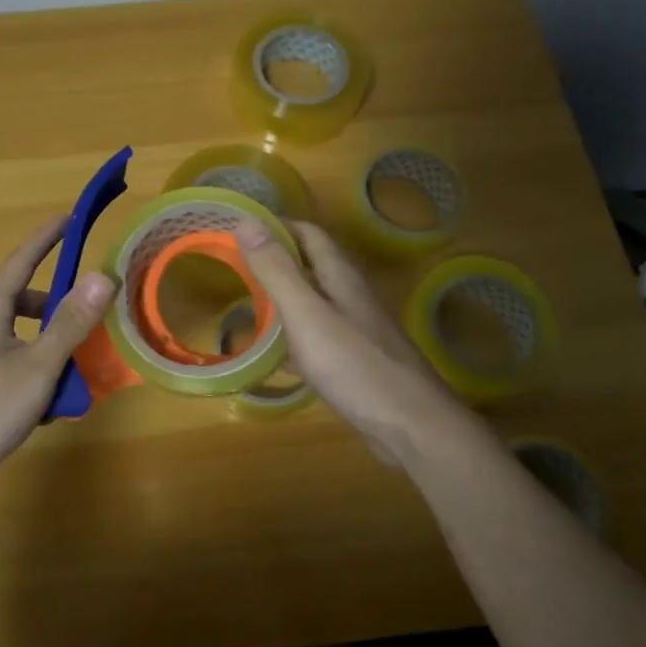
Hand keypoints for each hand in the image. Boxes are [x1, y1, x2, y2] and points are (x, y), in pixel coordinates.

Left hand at [0, 215, 115, 502]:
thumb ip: (70, 324)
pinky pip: (8, 365)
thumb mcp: (36, 367)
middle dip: (56, 306)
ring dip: (47, 348)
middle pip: (21, 302)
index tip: (69, 217)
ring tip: (72, 375)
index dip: (46, 238)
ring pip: (17, 339)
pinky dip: (31, 374)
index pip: (22, 261)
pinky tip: (43, 407)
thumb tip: (102, 276)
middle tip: (86, 320)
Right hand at [233, 218, 486, 471]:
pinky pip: (317, 336)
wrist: (412, 427)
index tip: (237, 230)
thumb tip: (246, 219)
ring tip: (246, 304)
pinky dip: (292, 335)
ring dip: (283, 297)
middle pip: (311, 265)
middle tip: (233, 267)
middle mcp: (351, 296)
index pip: (308, 234)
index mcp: (341, 276)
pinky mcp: (356, 361)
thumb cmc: (356, 365)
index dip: (275, 226)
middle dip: (275, 260)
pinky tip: (274, 354)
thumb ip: (276, 270)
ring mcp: (357, 330)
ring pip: (314, 301)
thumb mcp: (307, 314)